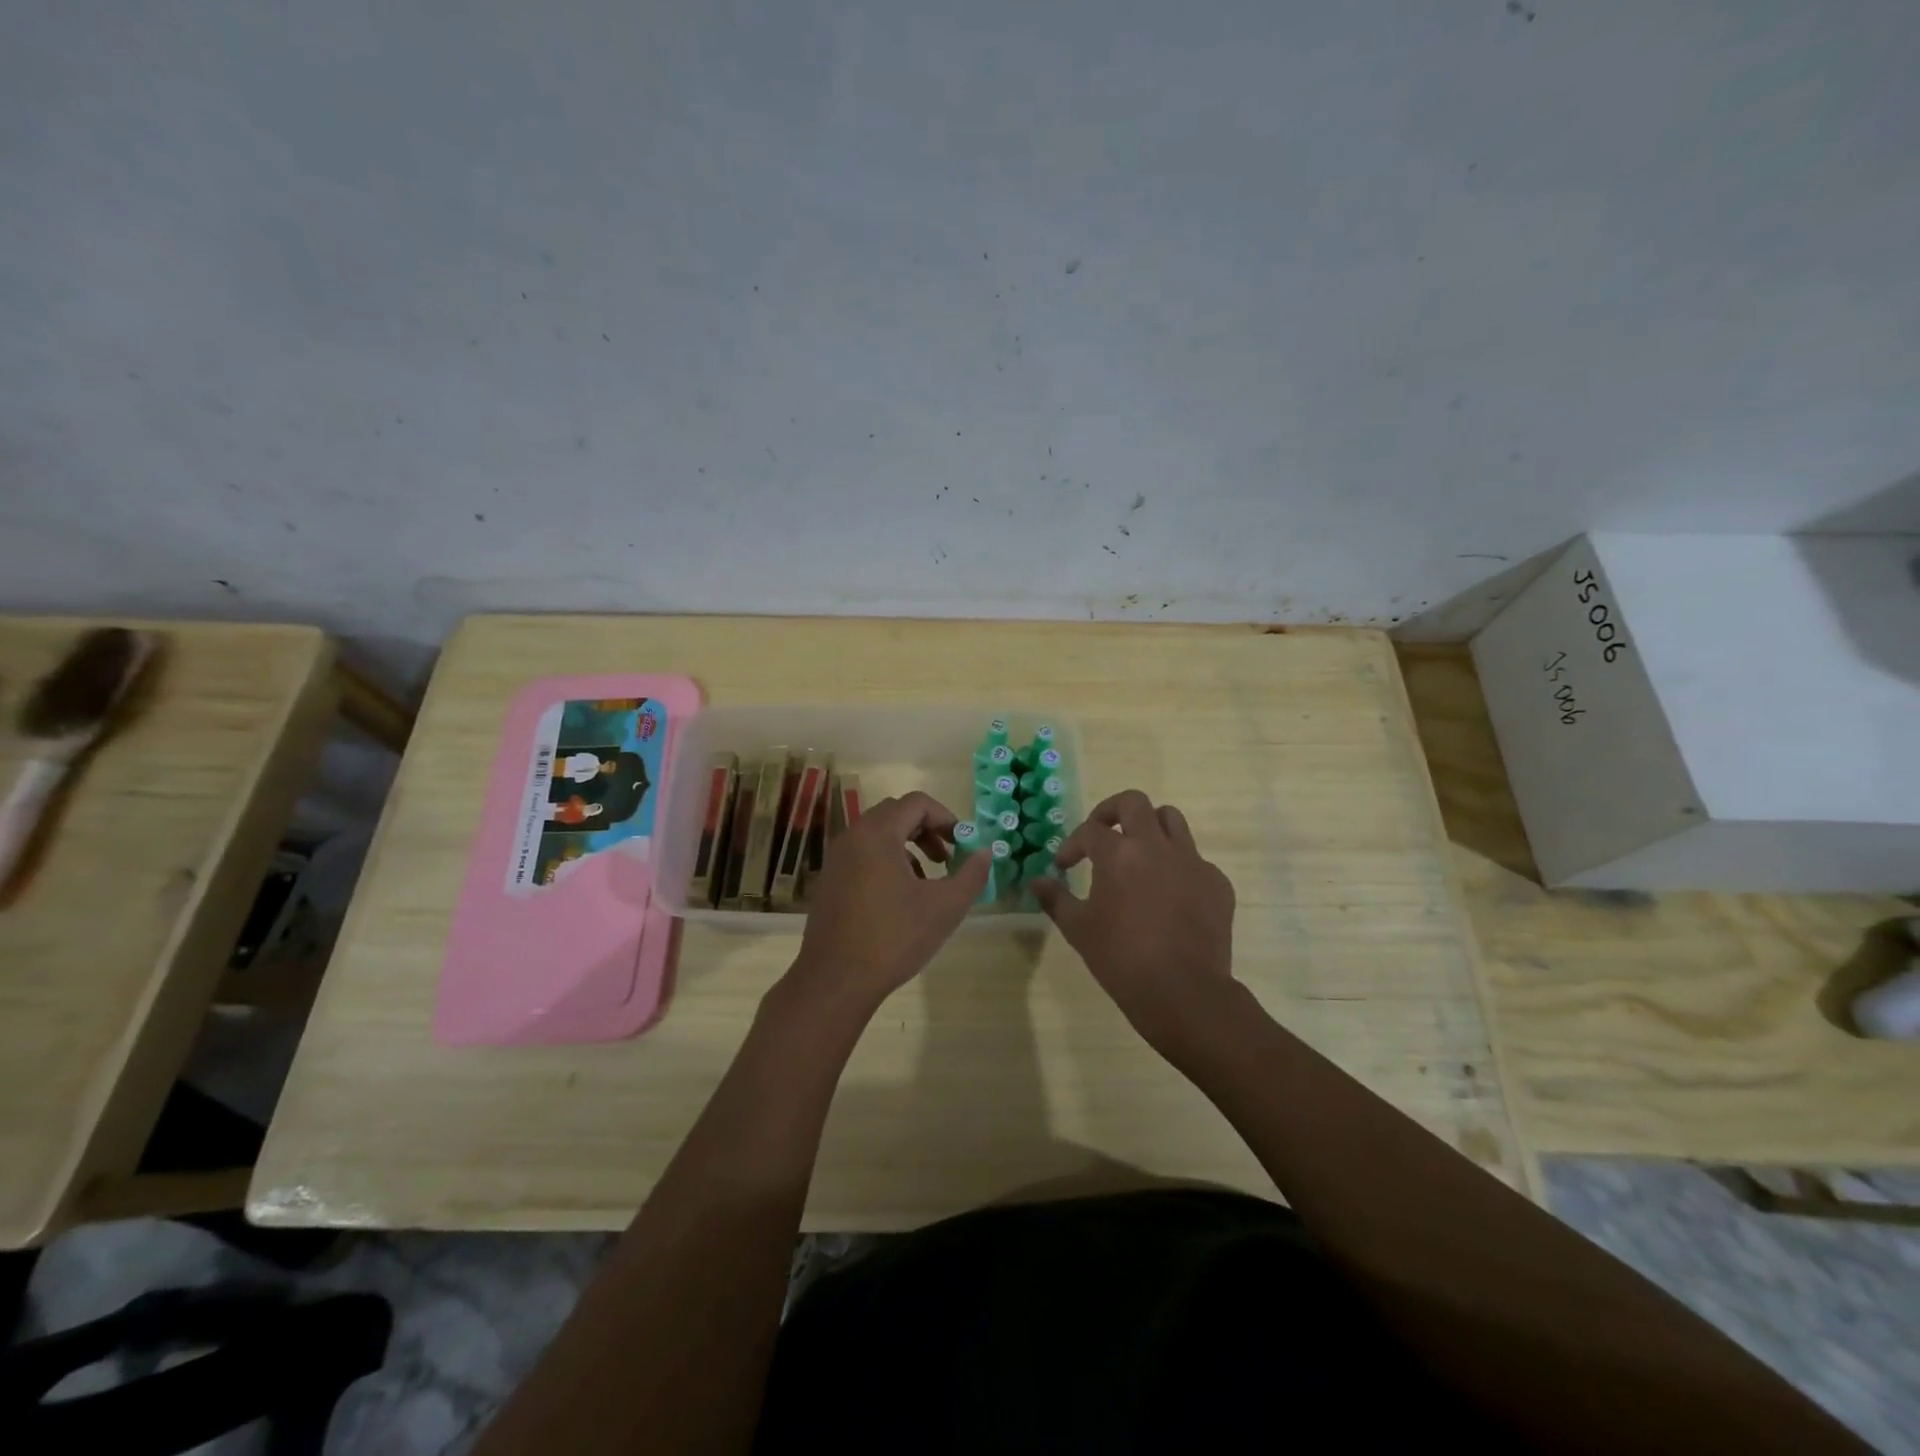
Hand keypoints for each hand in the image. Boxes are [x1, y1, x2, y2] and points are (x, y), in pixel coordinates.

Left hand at [789, 791, 991, 1012]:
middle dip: (927, 830)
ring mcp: (836, 859)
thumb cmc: (893, 938)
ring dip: (908, 846)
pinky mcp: (829, 881)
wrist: (835, 981)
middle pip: (896, 814)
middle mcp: (852, 836)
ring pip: (878, 835)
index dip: (946, 818)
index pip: (917, 803)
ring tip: (927, 880)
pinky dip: (887, 861)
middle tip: (947, 859)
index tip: (963, 844)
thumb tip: (986, 852)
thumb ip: (971, 875)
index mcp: (877, 833)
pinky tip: (900, 897)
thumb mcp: (944, 907)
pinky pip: (863, 854)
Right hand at [1033, 789, 1237, 1054]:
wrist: (1183, 991)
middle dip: (1112, 811)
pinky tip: (1169, 895)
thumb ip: (1055, 899)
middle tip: (1102, 833)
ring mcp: (1192, 862)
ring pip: (1171, 820)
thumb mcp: (1078, 930)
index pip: (1090, 831)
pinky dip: (1177, 867)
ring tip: (1139, 852)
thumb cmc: (1121, 959)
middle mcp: (1156, 847)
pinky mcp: (1217, 882)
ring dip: (1150, 827)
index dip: (1072, 844)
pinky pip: (1195, 860)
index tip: (1064, 866)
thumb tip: (1037, 882)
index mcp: (1119, 854)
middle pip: (1134, 802)